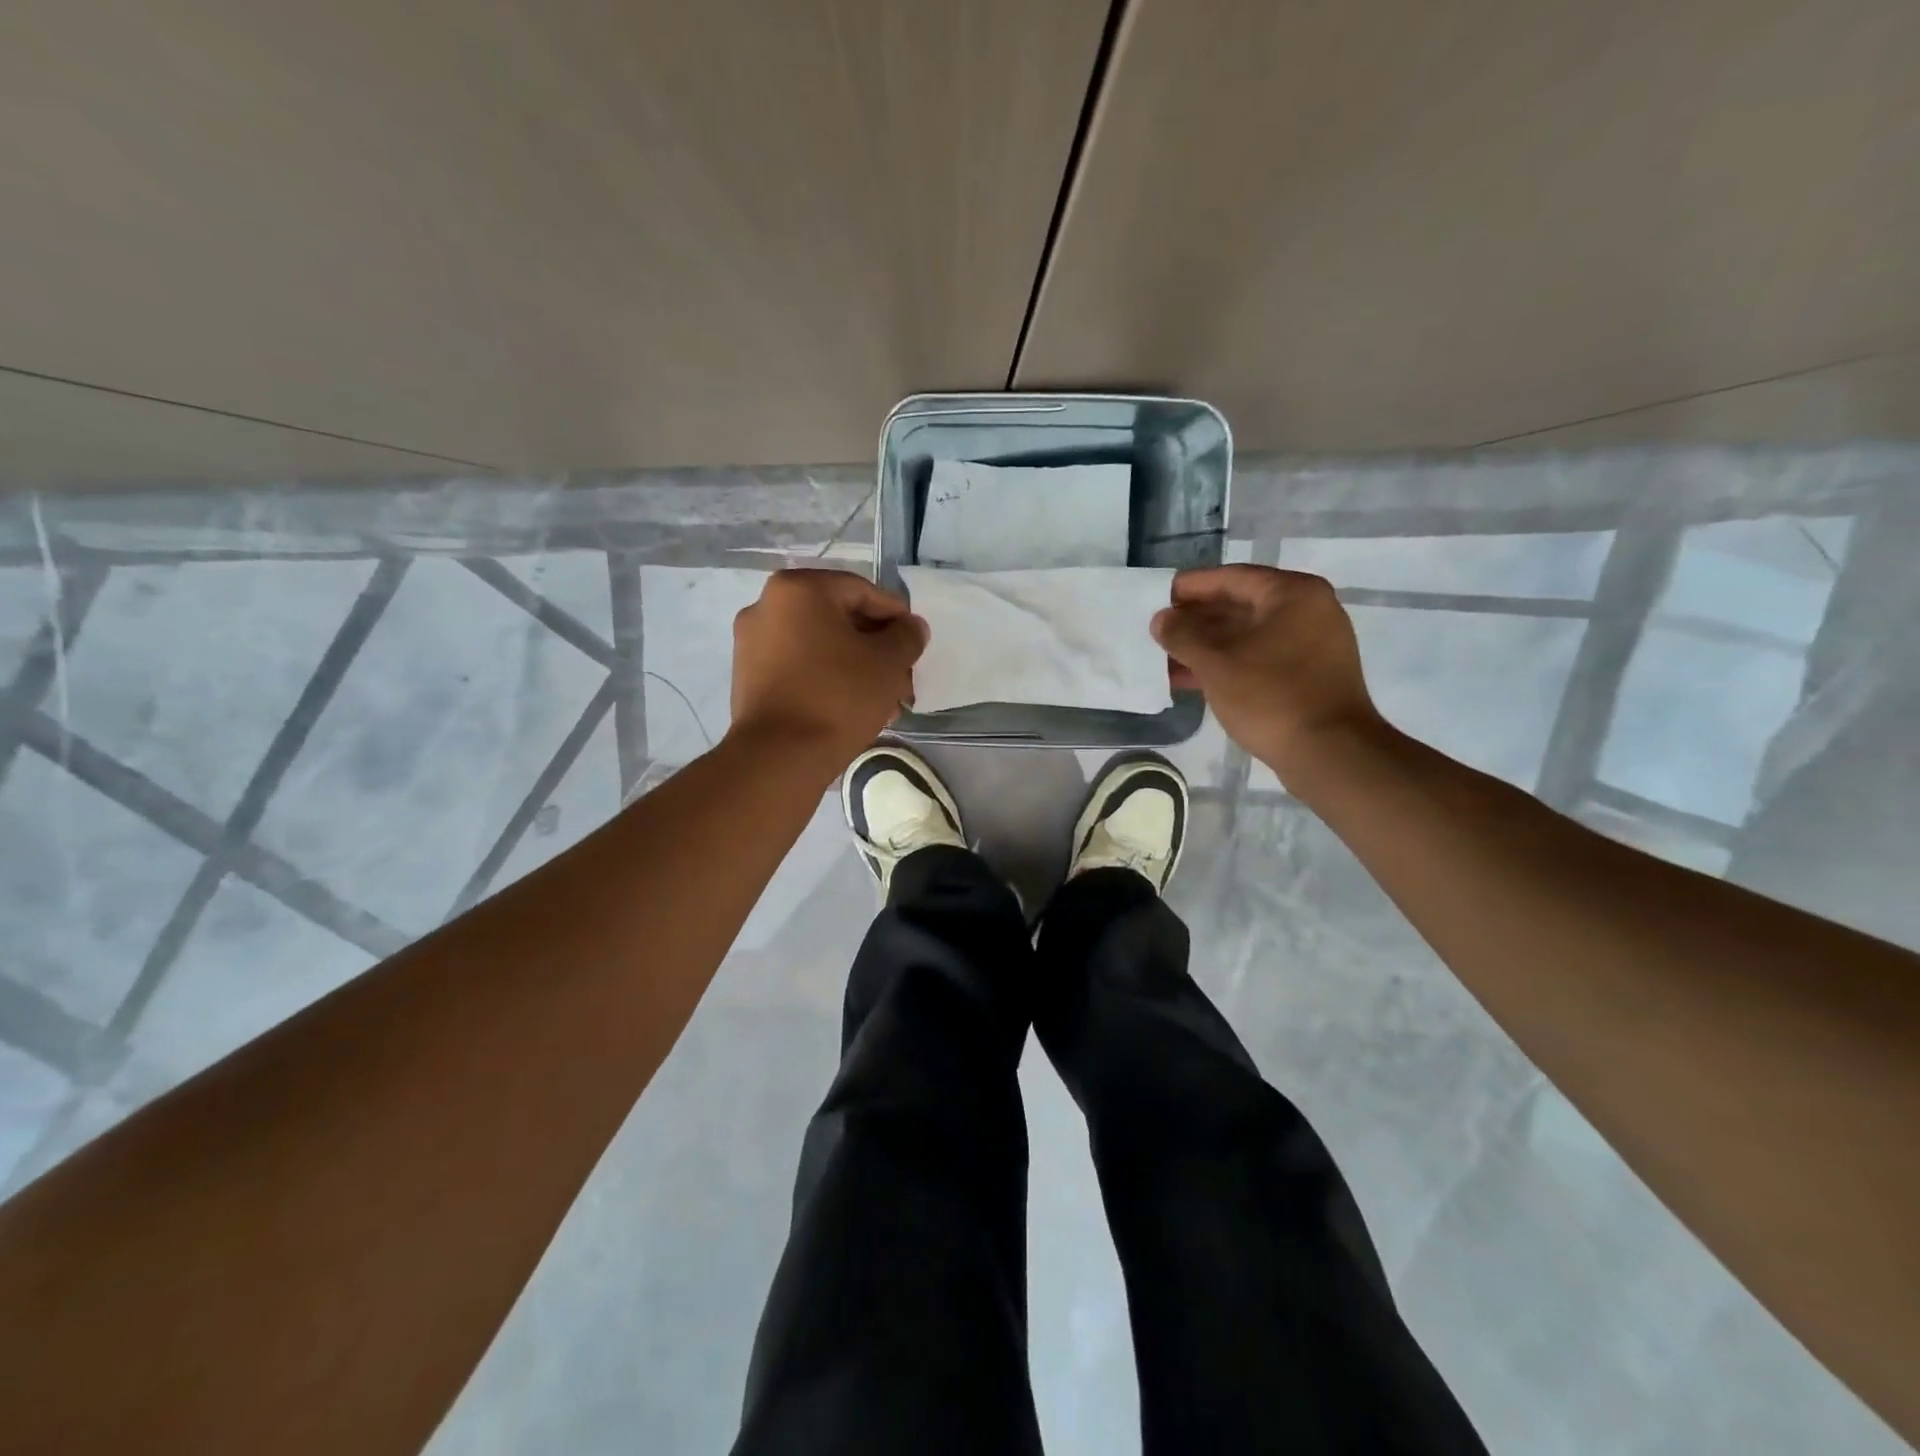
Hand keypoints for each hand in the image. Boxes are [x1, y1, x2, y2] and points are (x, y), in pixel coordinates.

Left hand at [730, 569, 927, 762]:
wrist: (779, 757)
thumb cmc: (838, 697)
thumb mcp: (887, 663)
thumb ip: (906, 636)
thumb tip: (911, 627)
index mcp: (799, 589)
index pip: (862, 591)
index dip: (896, 617)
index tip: (915, 645)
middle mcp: (767, 606)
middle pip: (838, 619)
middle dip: (875, 648)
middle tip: (902, 677)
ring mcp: (751, 643)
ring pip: (819, 646)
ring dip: (855, 666)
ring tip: (883, 700)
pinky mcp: (748, 677)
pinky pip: (799, 667)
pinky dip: (827, 679)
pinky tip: (852, 708)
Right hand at [1151, 565, 1384, 780]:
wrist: (1330, 754)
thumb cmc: (1271, 698)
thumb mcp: (1216, 665)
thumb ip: (1183, 636)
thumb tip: (1161, 620)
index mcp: (1293, 595)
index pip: (1232, 578)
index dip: (1192, 586)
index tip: (1159, 596)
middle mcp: (1308, 611)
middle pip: (1241, 605)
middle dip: (1197, 620)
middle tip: (1160, 630)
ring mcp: (1312, 644)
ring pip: (1249, 635)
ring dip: (1208, 646)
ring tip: (1168, 658)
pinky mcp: (1309, 675)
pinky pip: (1260, 658)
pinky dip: (1229, 664)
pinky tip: (1194, 679)